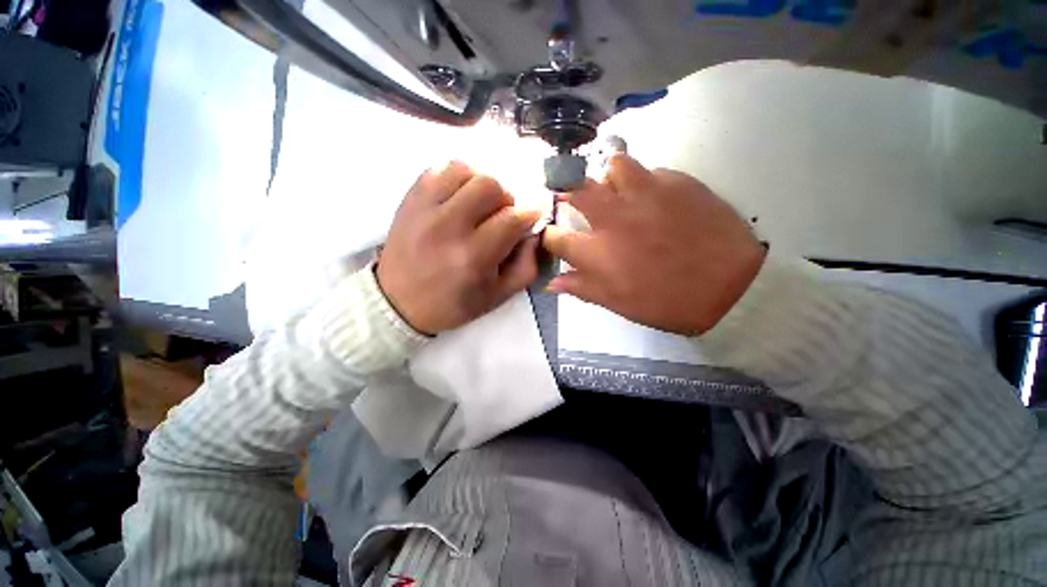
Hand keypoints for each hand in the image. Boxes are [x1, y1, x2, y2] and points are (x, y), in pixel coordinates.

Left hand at [377, 161, 540, 334]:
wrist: (399, 303)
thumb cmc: (453, 304)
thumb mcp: (498, 297)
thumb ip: (526, 267)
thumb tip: (534, 233)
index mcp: (473, 257)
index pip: (512, 218)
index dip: (529, 214)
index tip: (529, 219)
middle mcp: (448, 228)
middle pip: (490, 185)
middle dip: (505, 198)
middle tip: (500, 215)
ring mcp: (424, 210)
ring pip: (465, 170)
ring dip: (480, 185)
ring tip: (477, 205)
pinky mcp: (409, 200)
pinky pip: (438, 169)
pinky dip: (455, 179)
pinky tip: (456, 198)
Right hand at [543, 155, 764, 334]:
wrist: (730, 287)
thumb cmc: (666, 301)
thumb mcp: (617, 302)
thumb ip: (581, 288)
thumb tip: (551, 282)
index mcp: (597, 252)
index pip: (556, 236)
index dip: (550, 235)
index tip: (556, 236)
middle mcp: (614, 217)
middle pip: (576, 189)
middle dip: (569, 193)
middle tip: (579, 203)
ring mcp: (646, 194)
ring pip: (614, 164)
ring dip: (610, 178)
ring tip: (619, 193)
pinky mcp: (677, 182)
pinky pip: (651, 170)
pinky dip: (645, 182)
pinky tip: (656, 199)